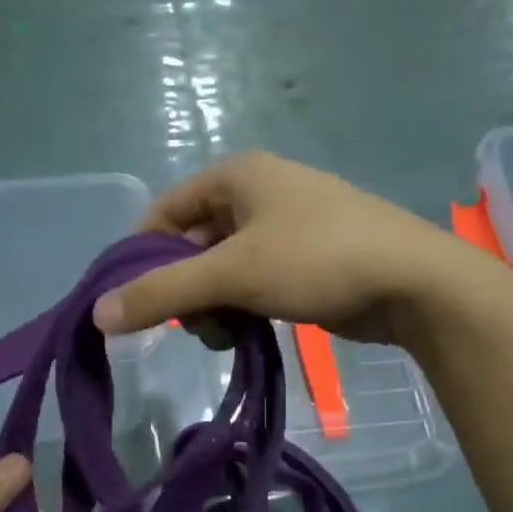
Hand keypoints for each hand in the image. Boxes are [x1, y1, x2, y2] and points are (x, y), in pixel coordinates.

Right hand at [92, 152, 498, 346]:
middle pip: (192, 245)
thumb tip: (97, 316)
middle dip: (184, 290)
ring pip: (221, 271)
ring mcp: (284, 229)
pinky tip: (247, 335)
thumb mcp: (233, 274)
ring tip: (226, 335)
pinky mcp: (304, 263)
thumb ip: (162, 293)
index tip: (134, 301)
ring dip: (212, 307)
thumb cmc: (318, 259)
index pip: (165, 212)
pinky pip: (251, 285)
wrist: (415, 283)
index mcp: (238, 176)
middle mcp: (258, 194)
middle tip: (192, 325)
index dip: (142, 255)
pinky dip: (241, 310)